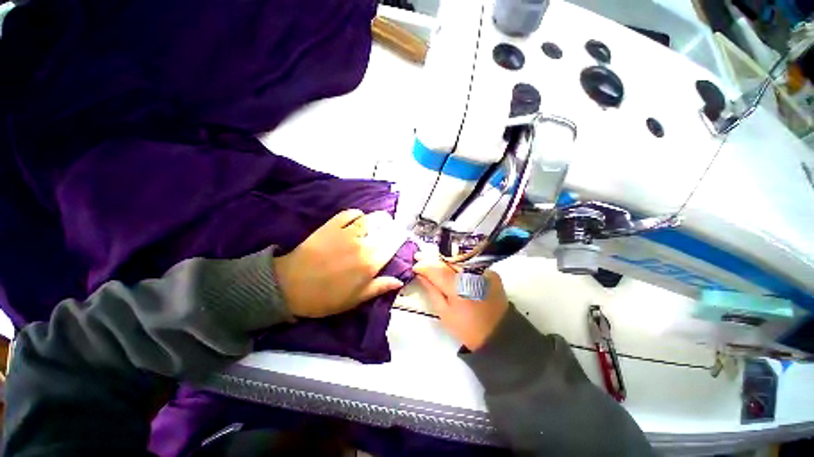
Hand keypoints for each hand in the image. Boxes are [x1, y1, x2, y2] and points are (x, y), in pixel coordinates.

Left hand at [273, 209, 404, 317]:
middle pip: (385, 230)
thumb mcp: (355, 299)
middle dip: (392, 227)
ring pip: (370, 219)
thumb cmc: (325, 297)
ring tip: (380, 220)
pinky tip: (358, 217)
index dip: (399, 238)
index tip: (401, 236)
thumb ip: (379, 287)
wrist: (290, 287)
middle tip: (392, 227)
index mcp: (370, 264)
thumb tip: (400, 281)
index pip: (392, 246)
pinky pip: (349, 214)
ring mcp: (346, 233)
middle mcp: (363, 246)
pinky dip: (357, 213)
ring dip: (378, 218)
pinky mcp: (331, 226)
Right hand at [413, 254, 508, 350]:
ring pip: (458, 259)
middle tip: (419, 256)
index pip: (437, 270)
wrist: (499, 334)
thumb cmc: (467, 328)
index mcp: (459, 287)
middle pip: (447, 261)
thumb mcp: (444, 313)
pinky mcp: (491, 272)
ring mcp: (483, 271)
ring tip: (431, 257)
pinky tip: (449, 263)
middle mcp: (471, 274)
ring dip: (443, 258)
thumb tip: (422, 275)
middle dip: (432, 258)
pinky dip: (457, 262)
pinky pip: (470, 263)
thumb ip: (432, 291)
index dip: (424, 266)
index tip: (414, 266)